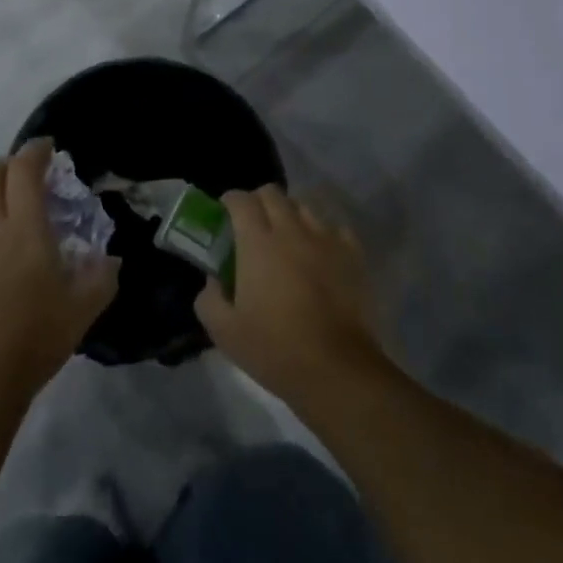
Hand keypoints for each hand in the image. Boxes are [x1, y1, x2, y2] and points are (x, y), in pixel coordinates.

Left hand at [0, 139, 119, 413]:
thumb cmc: (33, 338)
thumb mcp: (83, 309)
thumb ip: (101, 277)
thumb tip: (110, 261)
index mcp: (23, 227)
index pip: (24, 169)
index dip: (36, 151)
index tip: (49, 148)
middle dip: (8, 166)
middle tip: (29, 178)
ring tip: (14, 223)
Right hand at [195, 186, 389, 409]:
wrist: (336, 369)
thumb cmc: (275, 349)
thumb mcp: (224, 331)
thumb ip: (209, 298)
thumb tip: (214, 280)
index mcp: (257, 242)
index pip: (241, 200)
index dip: (230, 201)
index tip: (225, 214)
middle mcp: (291, 230)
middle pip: (273, 193)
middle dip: (258, 202)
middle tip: (252, 226)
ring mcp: (326, 239)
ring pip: (304, 207)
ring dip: (290, 215)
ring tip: (287, 239)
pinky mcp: (353, 255)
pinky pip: (335, 229)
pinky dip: (323, 234)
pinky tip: (319, 255)